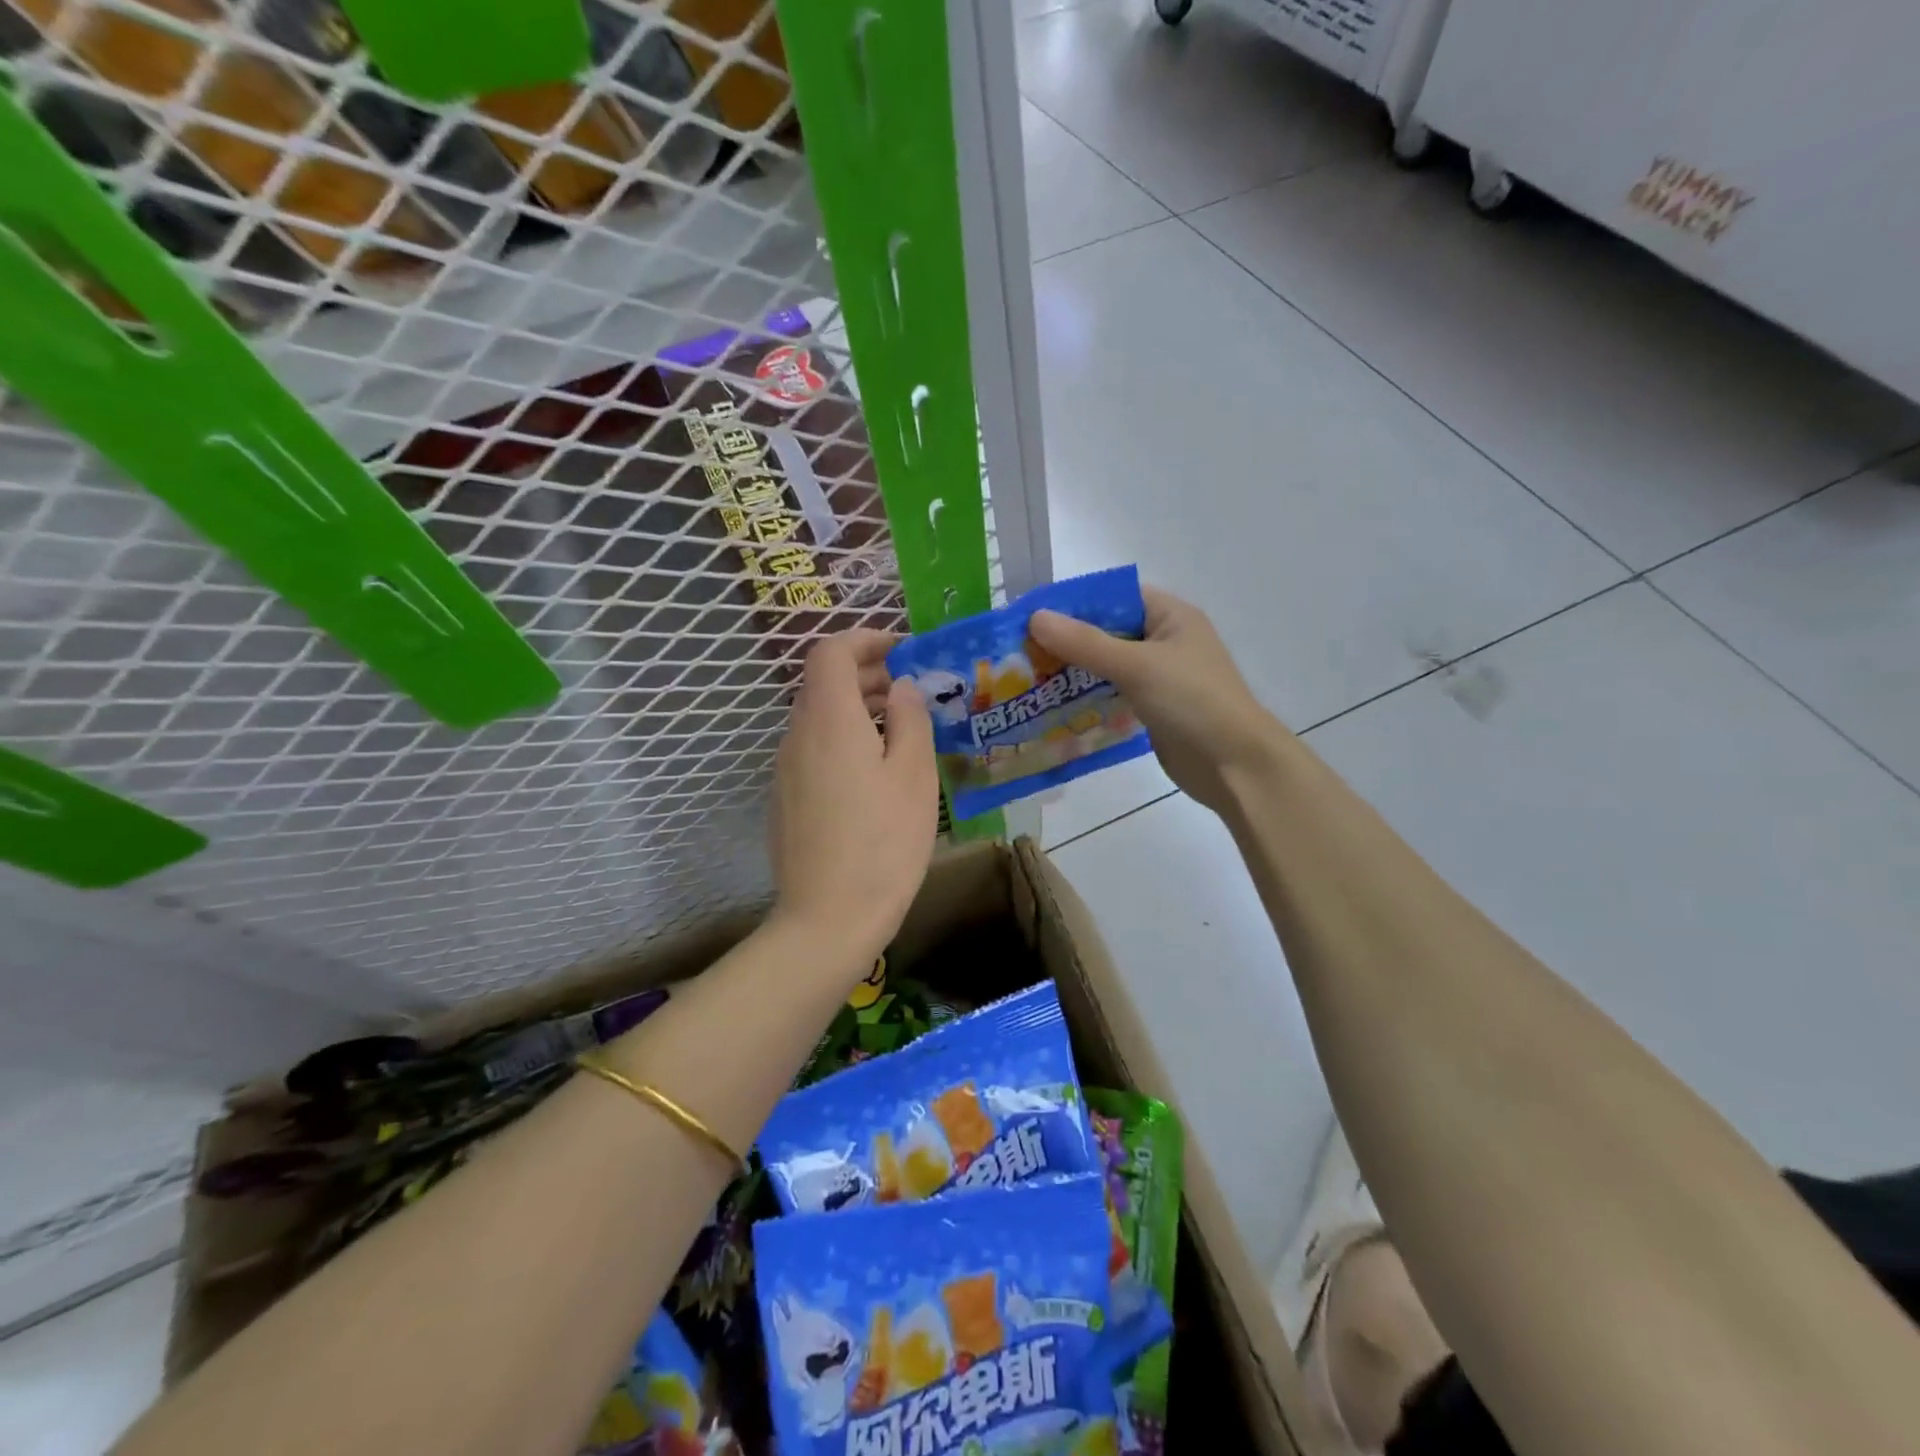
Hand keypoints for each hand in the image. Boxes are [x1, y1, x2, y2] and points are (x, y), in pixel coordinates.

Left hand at [769, 630, 937, 966]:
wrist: (828, 918)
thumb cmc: (883, 842)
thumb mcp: (914, 775)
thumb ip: (910, 719)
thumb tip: (901, 687)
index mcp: (829, 719)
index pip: (831, 651)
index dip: (865, 639)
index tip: (902, 649)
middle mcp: (797, 735)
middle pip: (823, 683)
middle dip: (867, 674)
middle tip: (911, 691)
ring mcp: (785, 769)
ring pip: (818, 718)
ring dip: (856, 709)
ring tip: (899, 731)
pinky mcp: (784, 798)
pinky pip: (812, 749)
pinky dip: (842, 740)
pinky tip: (873, 773)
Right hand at [1029, 586, 1284, 815]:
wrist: (1235, 766)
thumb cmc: (1192, 702)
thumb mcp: (1137, 666)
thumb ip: (1085, 643)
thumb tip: (1036, 618)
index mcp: (1171, 616)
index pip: (1115, 597)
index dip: (1075, 604)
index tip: (1033, 617)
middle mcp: (1165, 641)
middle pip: (1108, 632)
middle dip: (1068, 642)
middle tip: (1022, 653)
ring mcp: (1160, 678)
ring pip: (1108, 666)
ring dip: (1075, 672)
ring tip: (1030, 679)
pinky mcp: (1154, 709)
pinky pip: (1114, 694)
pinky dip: (1089, 697)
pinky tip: (1056, 706)